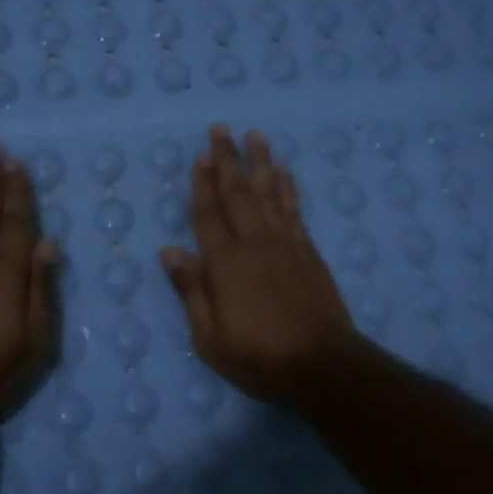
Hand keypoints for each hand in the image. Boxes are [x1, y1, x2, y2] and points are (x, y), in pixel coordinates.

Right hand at [160, 125, 356, 400]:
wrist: (322, 365)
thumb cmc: (258, 357)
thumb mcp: (209, 338)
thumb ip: (191, 291)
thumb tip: (170, 251)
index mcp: (224, 264)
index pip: (208, 215)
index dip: (203, 184)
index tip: (202, 155)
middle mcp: (254, 244)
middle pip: (238, 194)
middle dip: (228, 160)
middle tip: (221, 129)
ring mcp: (285, 245)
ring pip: (268, 194)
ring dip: (260, 163)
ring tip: (255, 136)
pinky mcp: (308, 252)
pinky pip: (293, 210)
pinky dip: (287, 187)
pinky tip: (283, 172)